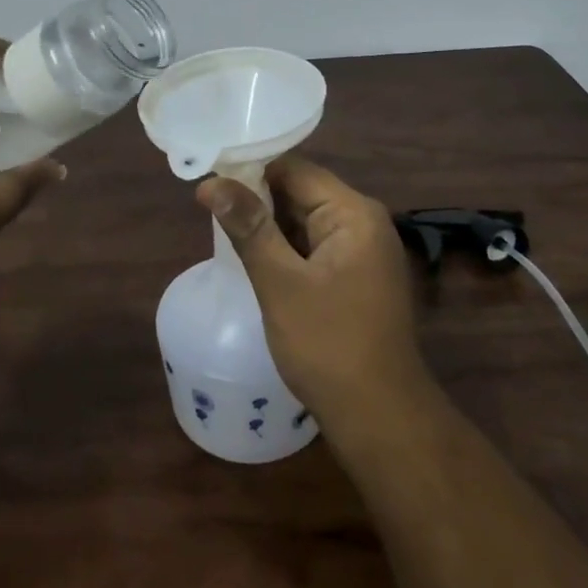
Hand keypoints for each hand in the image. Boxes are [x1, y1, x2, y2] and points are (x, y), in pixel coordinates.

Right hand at [196, 156, 430, 432]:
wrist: (380, 417)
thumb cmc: (329, 346)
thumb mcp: (281, 283)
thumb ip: (248, 228)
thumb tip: (211, 183)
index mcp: (353, 213)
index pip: (294, 170)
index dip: (250, 171)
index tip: (209, 182)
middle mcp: (363, 223)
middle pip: (300, 192)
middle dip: (256, 200)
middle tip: (208, 209)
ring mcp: (362, 252)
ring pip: (304, 221)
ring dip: (268, 227)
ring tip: (221, 231)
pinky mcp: (355, 277)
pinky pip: (313, 247)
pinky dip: (284, 250)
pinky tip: (253, 260)